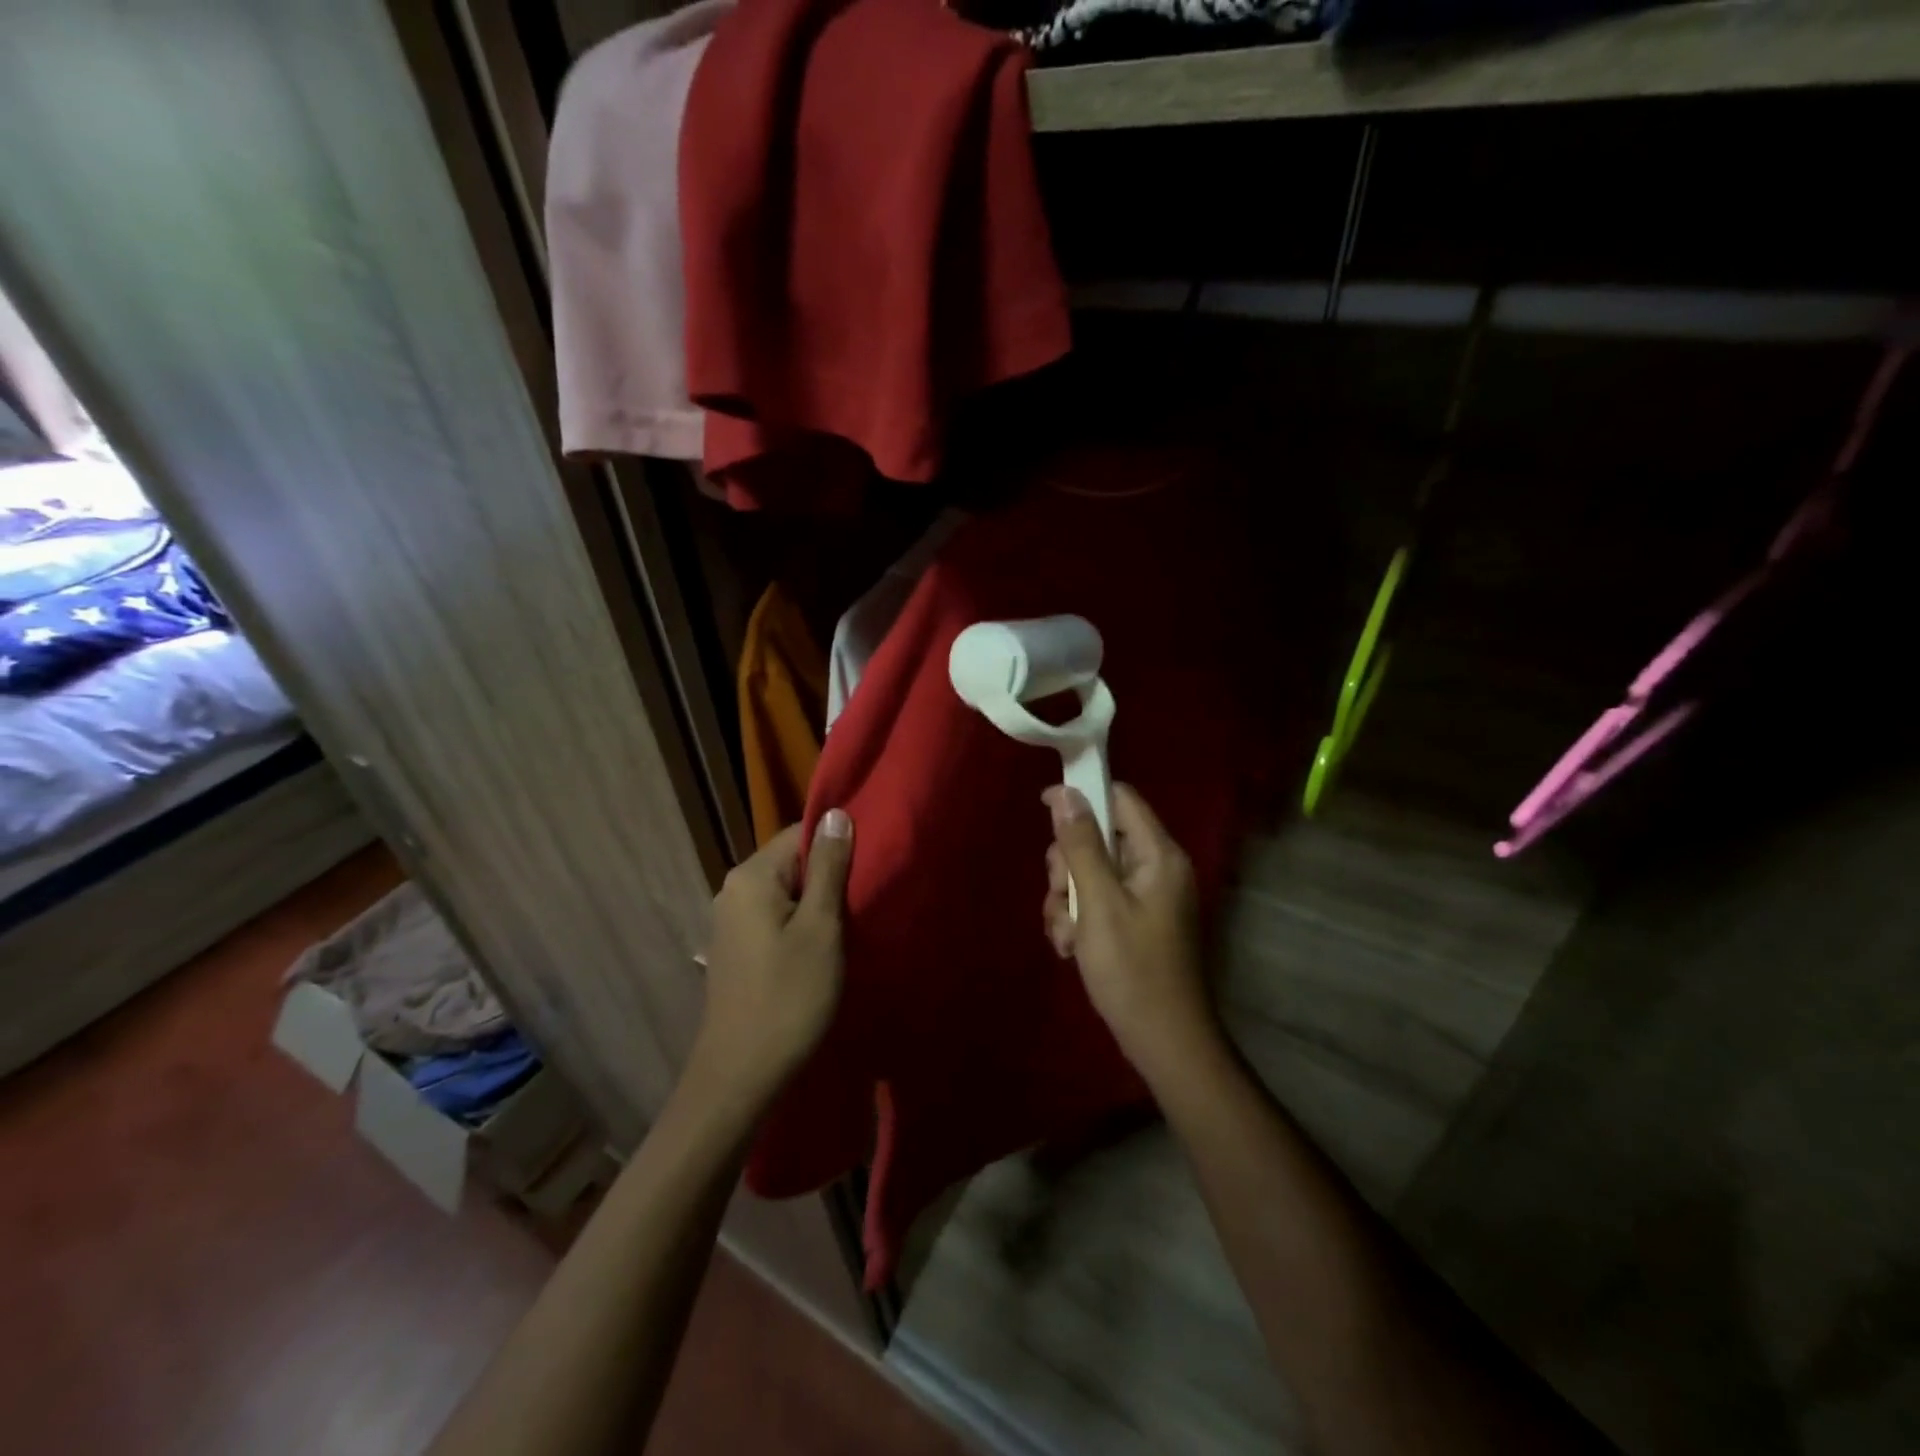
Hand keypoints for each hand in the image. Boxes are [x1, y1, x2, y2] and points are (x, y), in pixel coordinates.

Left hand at [689, 809, 853, 1109]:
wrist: (741, 1075)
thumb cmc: (789, 997)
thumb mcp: (821, 928)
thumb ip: (829, 868)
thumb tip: (836, 814)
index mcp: (751, 876)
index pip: (801, 833)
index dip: (838, 844)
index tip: (871, 863)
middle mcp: (734, 889)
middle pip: (792, 861)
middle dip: (829, 875)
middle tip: (867, 895)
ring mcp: (731, 920)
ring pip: (786, 891)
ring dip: (818, 901)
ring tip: (852, 921)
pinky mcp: (737, 947)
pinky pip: (775, 915)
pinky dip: (801, 922)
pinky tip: (823, 945)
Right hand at [1042, 784, 1218, 1084]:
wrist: (1163, 1042)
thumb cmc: (1132, 970)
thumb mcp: (1099, 903)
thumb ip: (1080, 845)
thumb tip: (1064, 792)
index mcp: (1158, 855)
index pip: (1120, 798)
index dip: (1082, 796)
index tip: (1043, 809)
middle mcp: (1155, 869)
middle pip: (1098, 838)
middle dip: (1068, 867)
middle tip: (1062, 898)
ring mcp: (1146, 898)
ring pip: (1090, 873)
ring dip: (1067, 900)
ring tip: (1066, 936)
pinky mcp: (1136, 922)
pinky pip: (1097, 901)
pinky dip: (1078, 920)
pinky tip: (1070, 948)